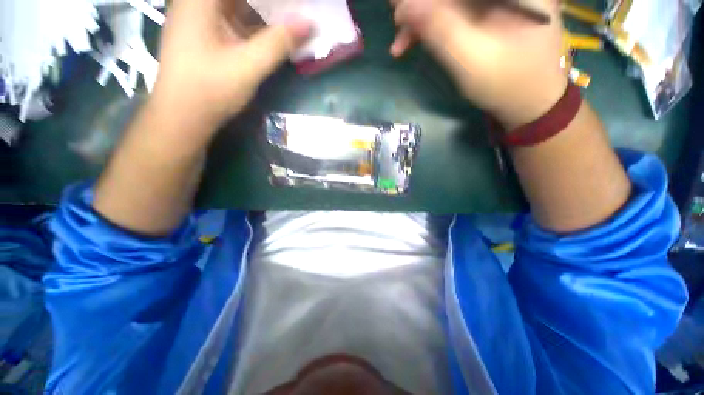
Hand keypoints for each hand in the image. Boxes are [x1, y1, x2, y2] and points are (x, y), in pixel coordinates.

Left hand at [150, 0, 311, 135]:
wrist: (183, 115)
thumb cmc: (211, 89)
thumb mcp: (248, 66)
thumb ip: (278, 43)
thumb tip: (308, 24)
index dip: (271, 0)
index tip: (292, 7)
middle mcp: (196, 1)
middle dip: (269, 4)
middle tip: (293, 11)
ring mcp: (198, 16)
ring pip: (236, 4)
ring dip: (262, 11)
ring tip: (287, 21)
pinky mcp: (204, 32)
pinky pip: (232, 17)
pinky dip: (252, 23)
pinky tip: (270, 33)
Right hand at [390, 0, 567, 128]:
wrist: (529, 102)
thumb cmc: (507, 83)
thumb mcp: (471, 59)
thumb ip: (439, 29)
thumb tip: (403, 6)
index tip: (398, 10)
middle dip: (421, 5)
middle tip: (396, 21)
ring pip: (449, 1)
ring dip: (421, 19)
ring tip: (400, 42)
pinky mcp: (487, 11)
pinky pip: (452, 11)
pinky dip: (430, 26)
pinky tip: (412, 42)